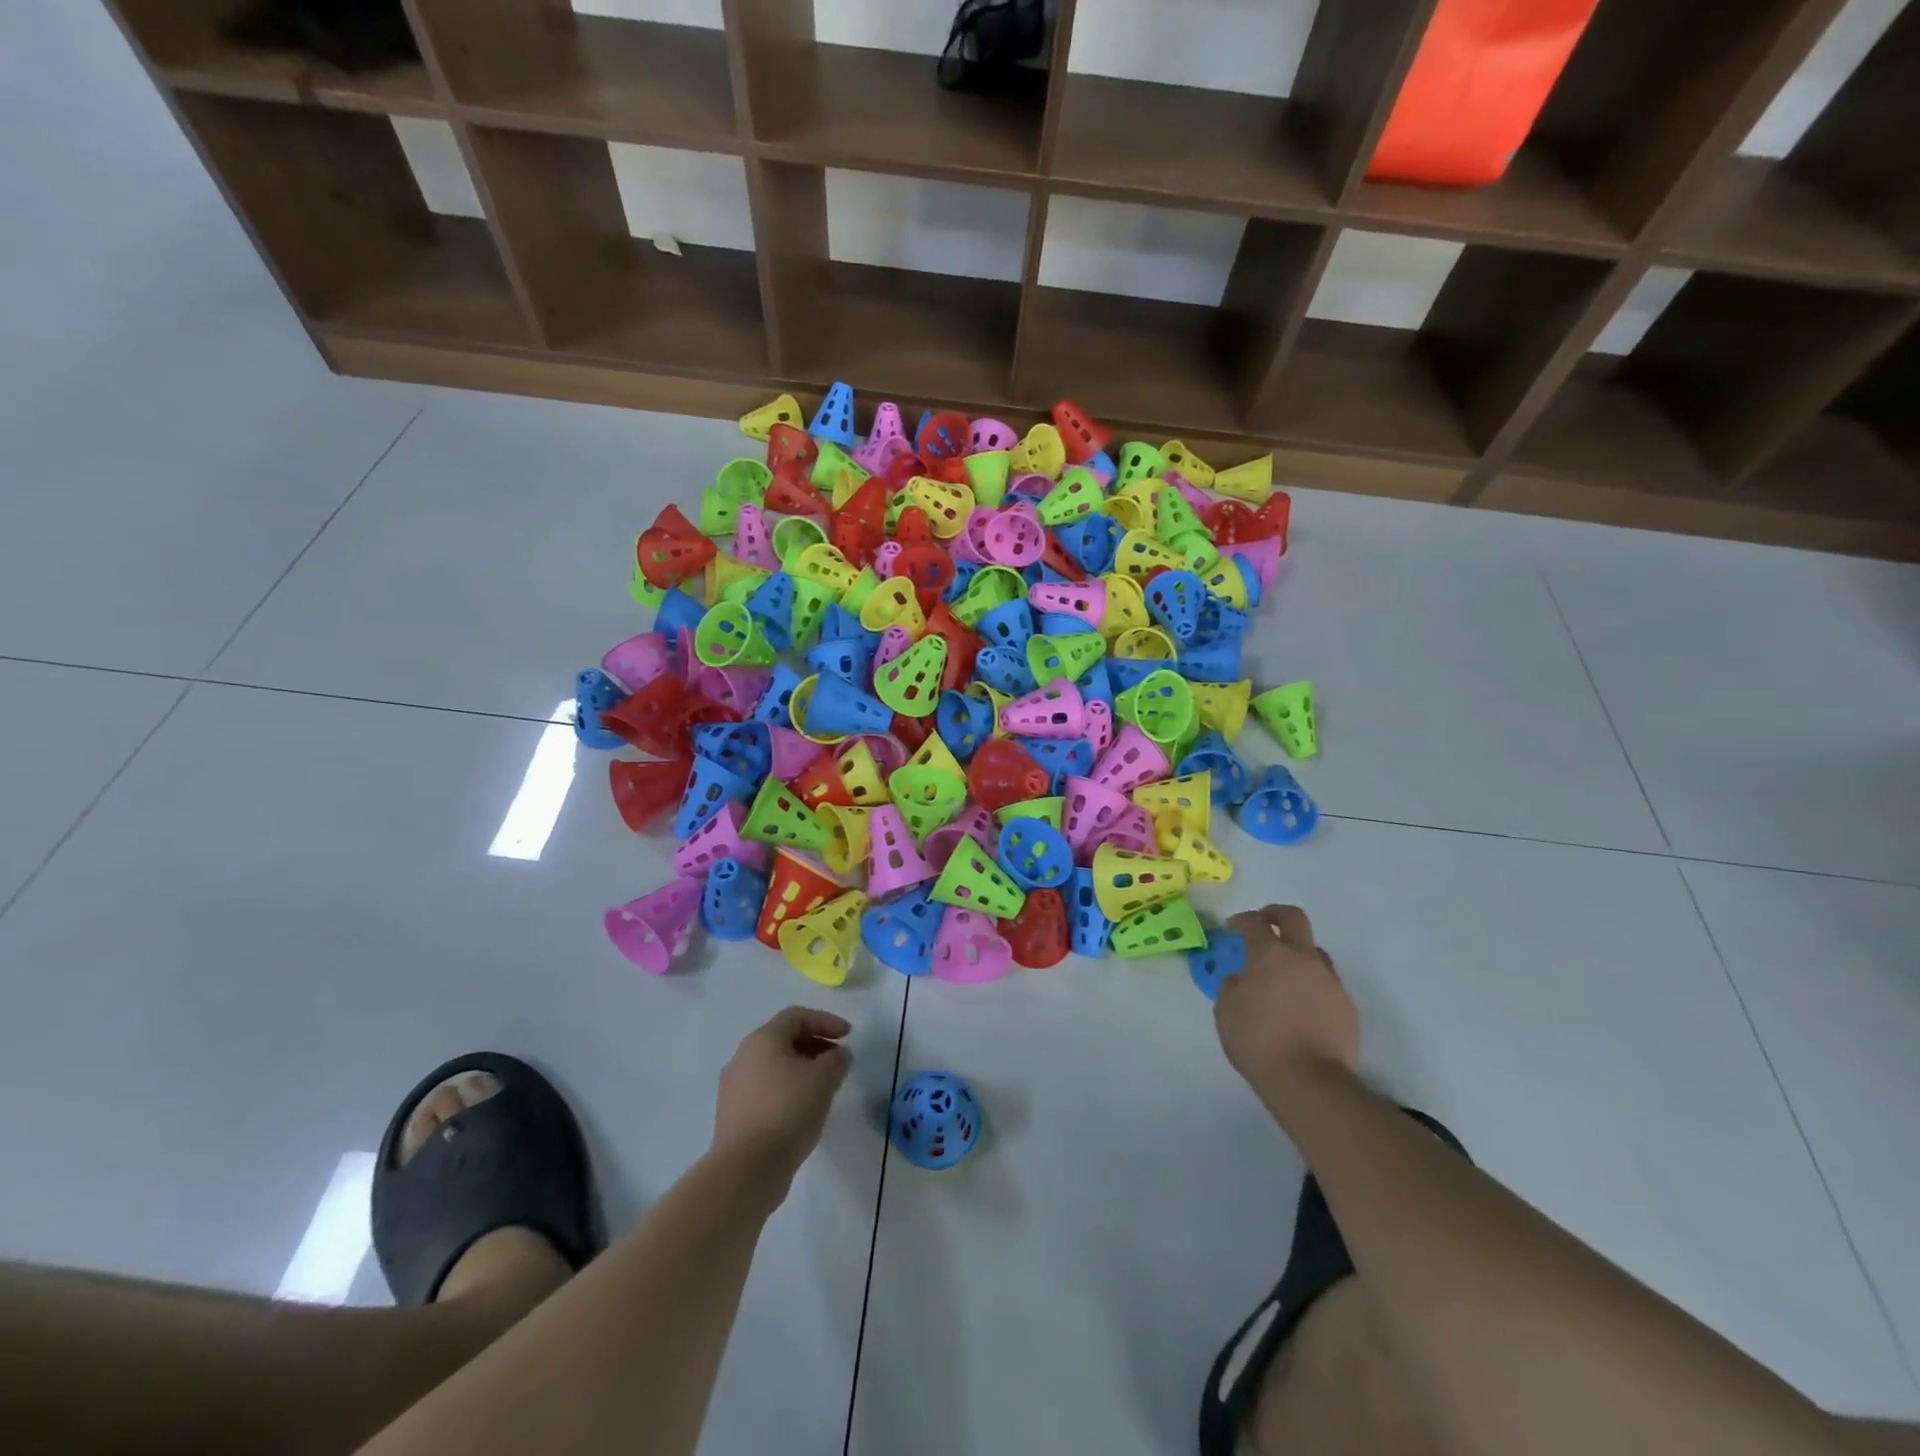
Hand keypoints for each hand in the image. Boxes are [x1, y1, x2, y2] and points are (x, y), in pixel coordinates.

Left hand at [712, 1007, 852, 1192]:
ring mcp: (734, 1087)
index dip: (826, 1021)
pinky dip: (787, 1090)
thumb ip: (836, 1059)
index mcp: (762, 1039)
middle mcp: (743, 1057)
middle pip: (783, 1039)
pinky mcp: (733, 1115)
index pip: (797, 1016)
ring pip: (774, 1066)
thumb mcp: (823, 1079)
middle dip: (815, 1045)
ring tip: (824, 1088)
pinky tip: (803, 1110)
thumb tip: (838, 1054)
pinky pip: (765, 1090)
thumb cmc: (787, 1111)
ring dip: (802, 1069)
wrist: (746, 1169)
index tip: (848, 1036)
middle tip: (838, 1061)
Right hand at [1214, 905, 1359, 1107]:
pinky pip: (1326, 984)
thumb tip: (1240, 977)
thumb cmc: (1258, 1043)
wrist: (1310, 1082)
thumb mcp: (1226, 1012)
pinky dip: (1312, 986)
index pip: (1253, 922)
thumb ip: (1231, 986)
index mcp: (1269, 956)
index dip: (1240, 921)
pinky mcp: (1347, 1005)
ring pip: (1315, 952)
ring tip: (1284, 976)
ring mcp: (1329, 981)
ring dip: (1298, 954)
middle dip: (1275, 915)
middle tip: (1264, 924)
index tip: (1232, 929)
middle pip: (1294, 918)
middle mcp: (1302, 959)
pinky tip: (1302, 1008)